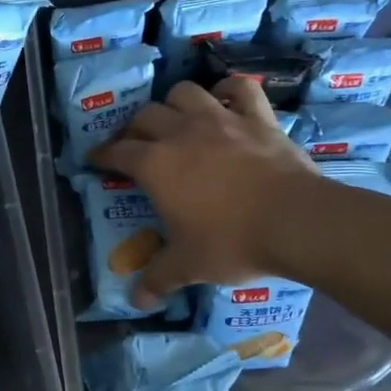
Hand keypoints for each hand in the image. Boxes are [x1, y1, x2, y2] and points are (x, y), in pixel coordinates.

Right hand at [90, 77, 322, 307]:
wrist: (295, 221)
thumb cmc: (232, 241)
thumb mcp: (188, 266)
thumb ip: (158, 279)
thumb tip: (136, 302)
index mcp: (155, 164)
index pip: (117, 152)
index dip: (102, 155)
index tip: (95, 159)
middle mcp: (181, 133)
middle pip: (145, 116)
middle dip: (134, 128)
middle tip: (136, 145)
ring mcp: (220, 119)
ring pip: (185, 92)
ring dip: (174, 103)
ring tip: (176, 119)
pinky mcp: (257, 118)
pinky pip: (240, 89)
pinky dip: (229, 89)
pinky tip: (224, 98)